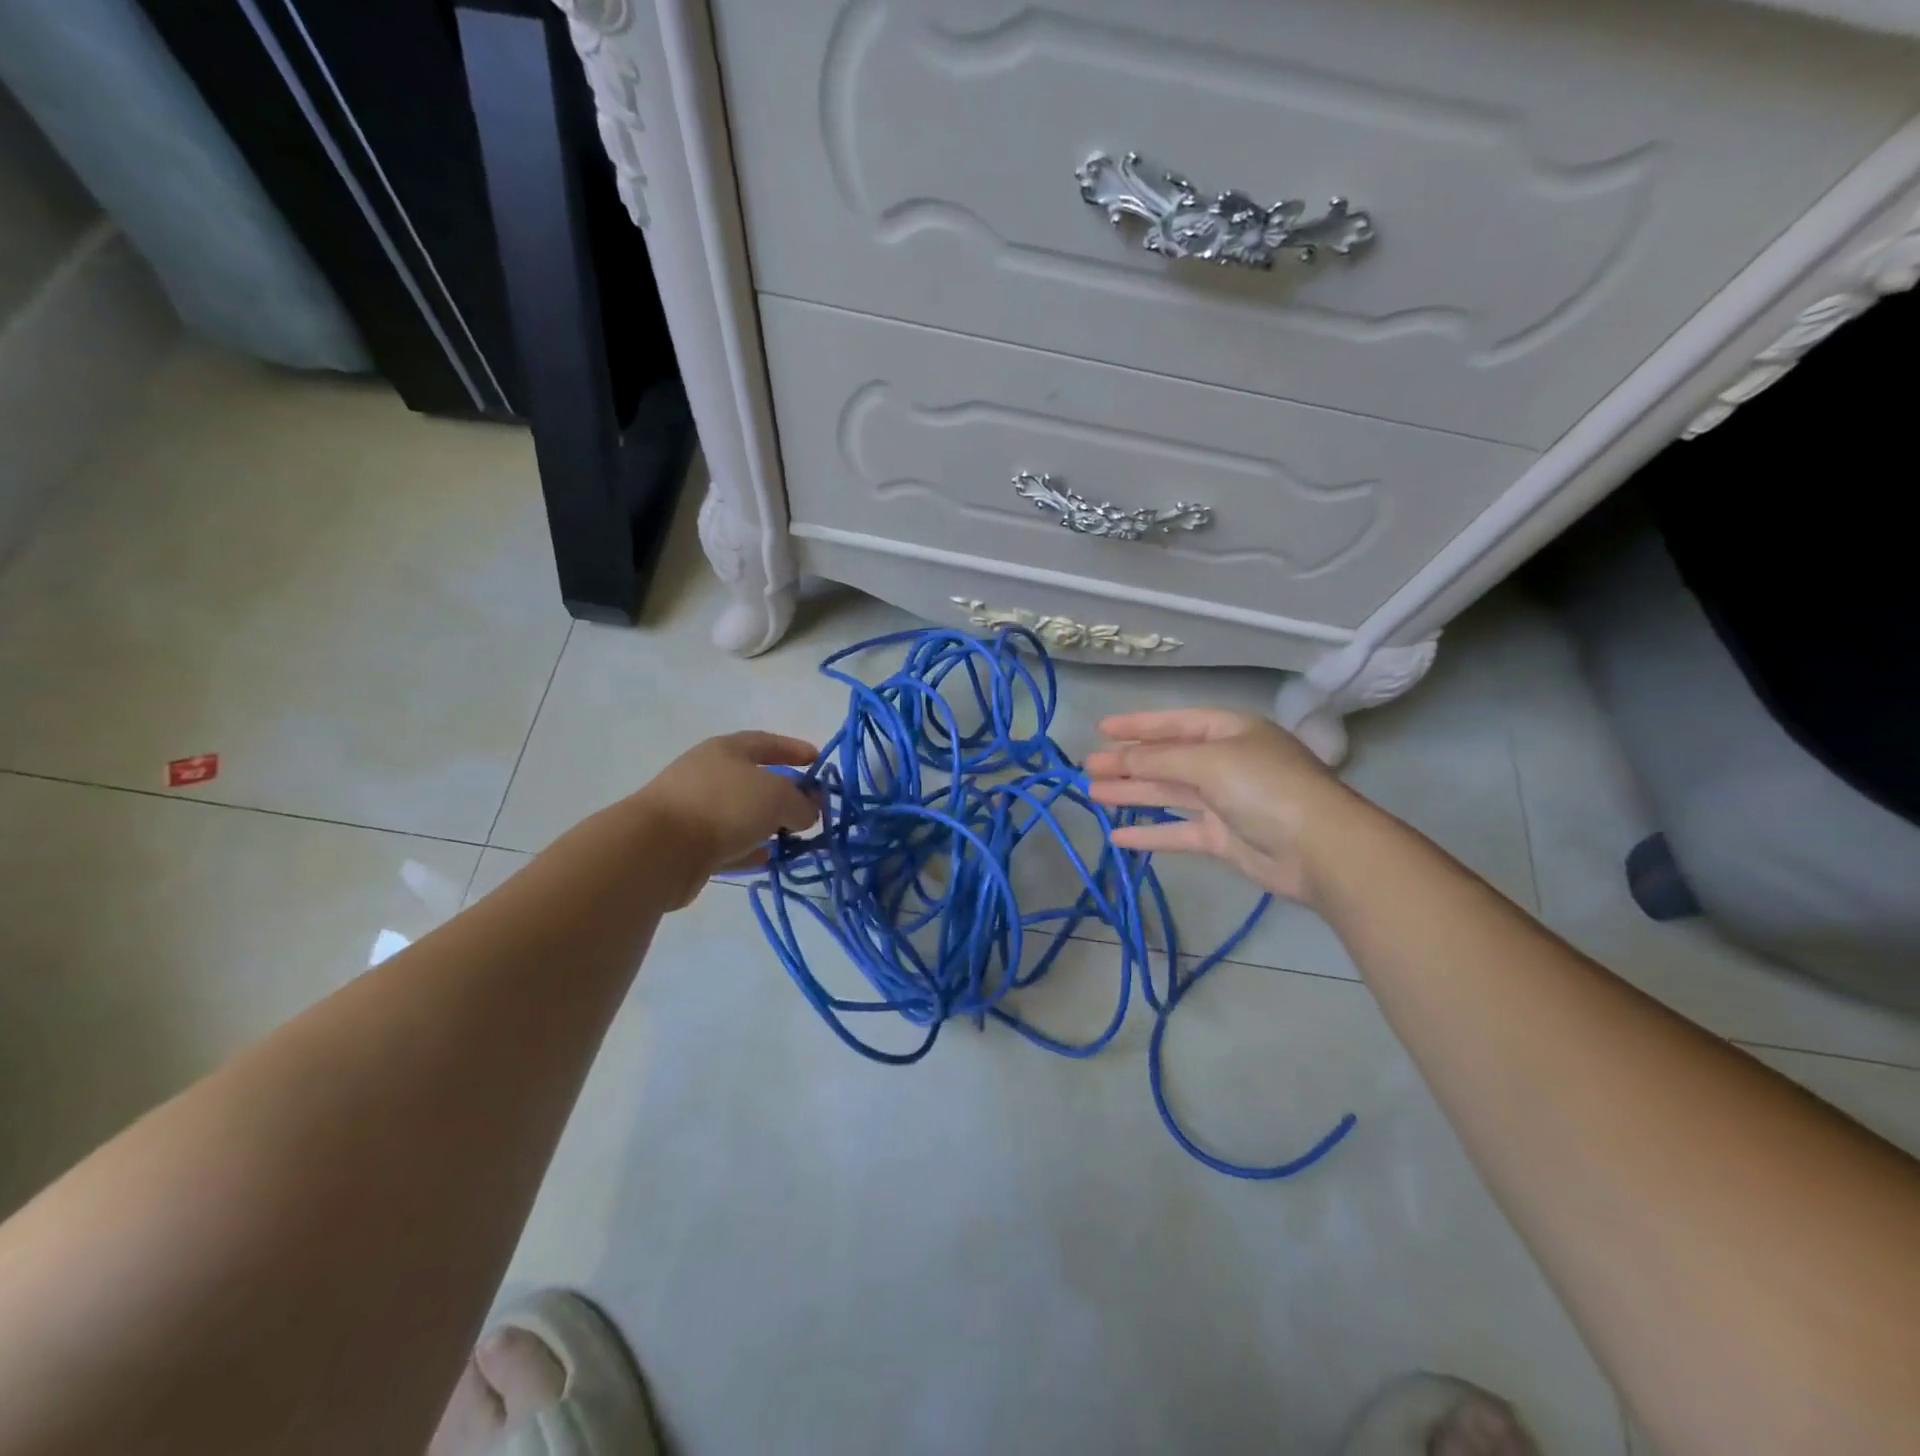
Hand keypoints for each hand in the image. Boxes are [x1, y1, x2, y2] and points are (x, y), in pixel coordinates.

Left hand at [632, 732, 820, 906]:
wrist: (658, 849)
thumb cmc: (723, 806)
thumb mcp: (777, 796)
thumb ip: (801, 802)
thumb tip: (807, 812)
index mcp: (726, 750)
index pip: (766, 742)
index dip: (794, 749)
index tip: (818, 761)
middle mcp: (709, 774)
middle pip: (754, 779)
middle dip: (785, 793)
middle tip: (811, 808)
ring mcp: (695, 809)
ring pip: (742, 814)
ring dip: (769, 824)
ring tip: (795, 838)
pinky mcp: (688, 844)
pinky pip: (729, 843)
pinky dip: (751, 849)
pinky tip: (770, 859)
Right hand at [1084, 708, 1363, 905]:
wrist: (1319, 849)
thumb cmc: (1264, 787)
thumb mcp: (1209, 761)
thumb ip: (1160, 758)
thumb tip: (1121, 757)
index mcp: (1229, 731)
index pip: (1175, 722)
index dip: (1138, 725)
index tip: (1101, 729)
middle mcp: (1226, 762)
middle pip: (1167, 758)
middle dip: (1128, 762)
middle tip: (1089, 767)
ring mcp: (1224, 801)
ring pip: (1168, 794)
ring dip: (1132, 793)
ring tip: (1092, 794)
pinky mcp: (1223, 838)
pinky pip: (1178, 831)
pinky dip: (1149, 833)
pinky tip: (1118, 836)